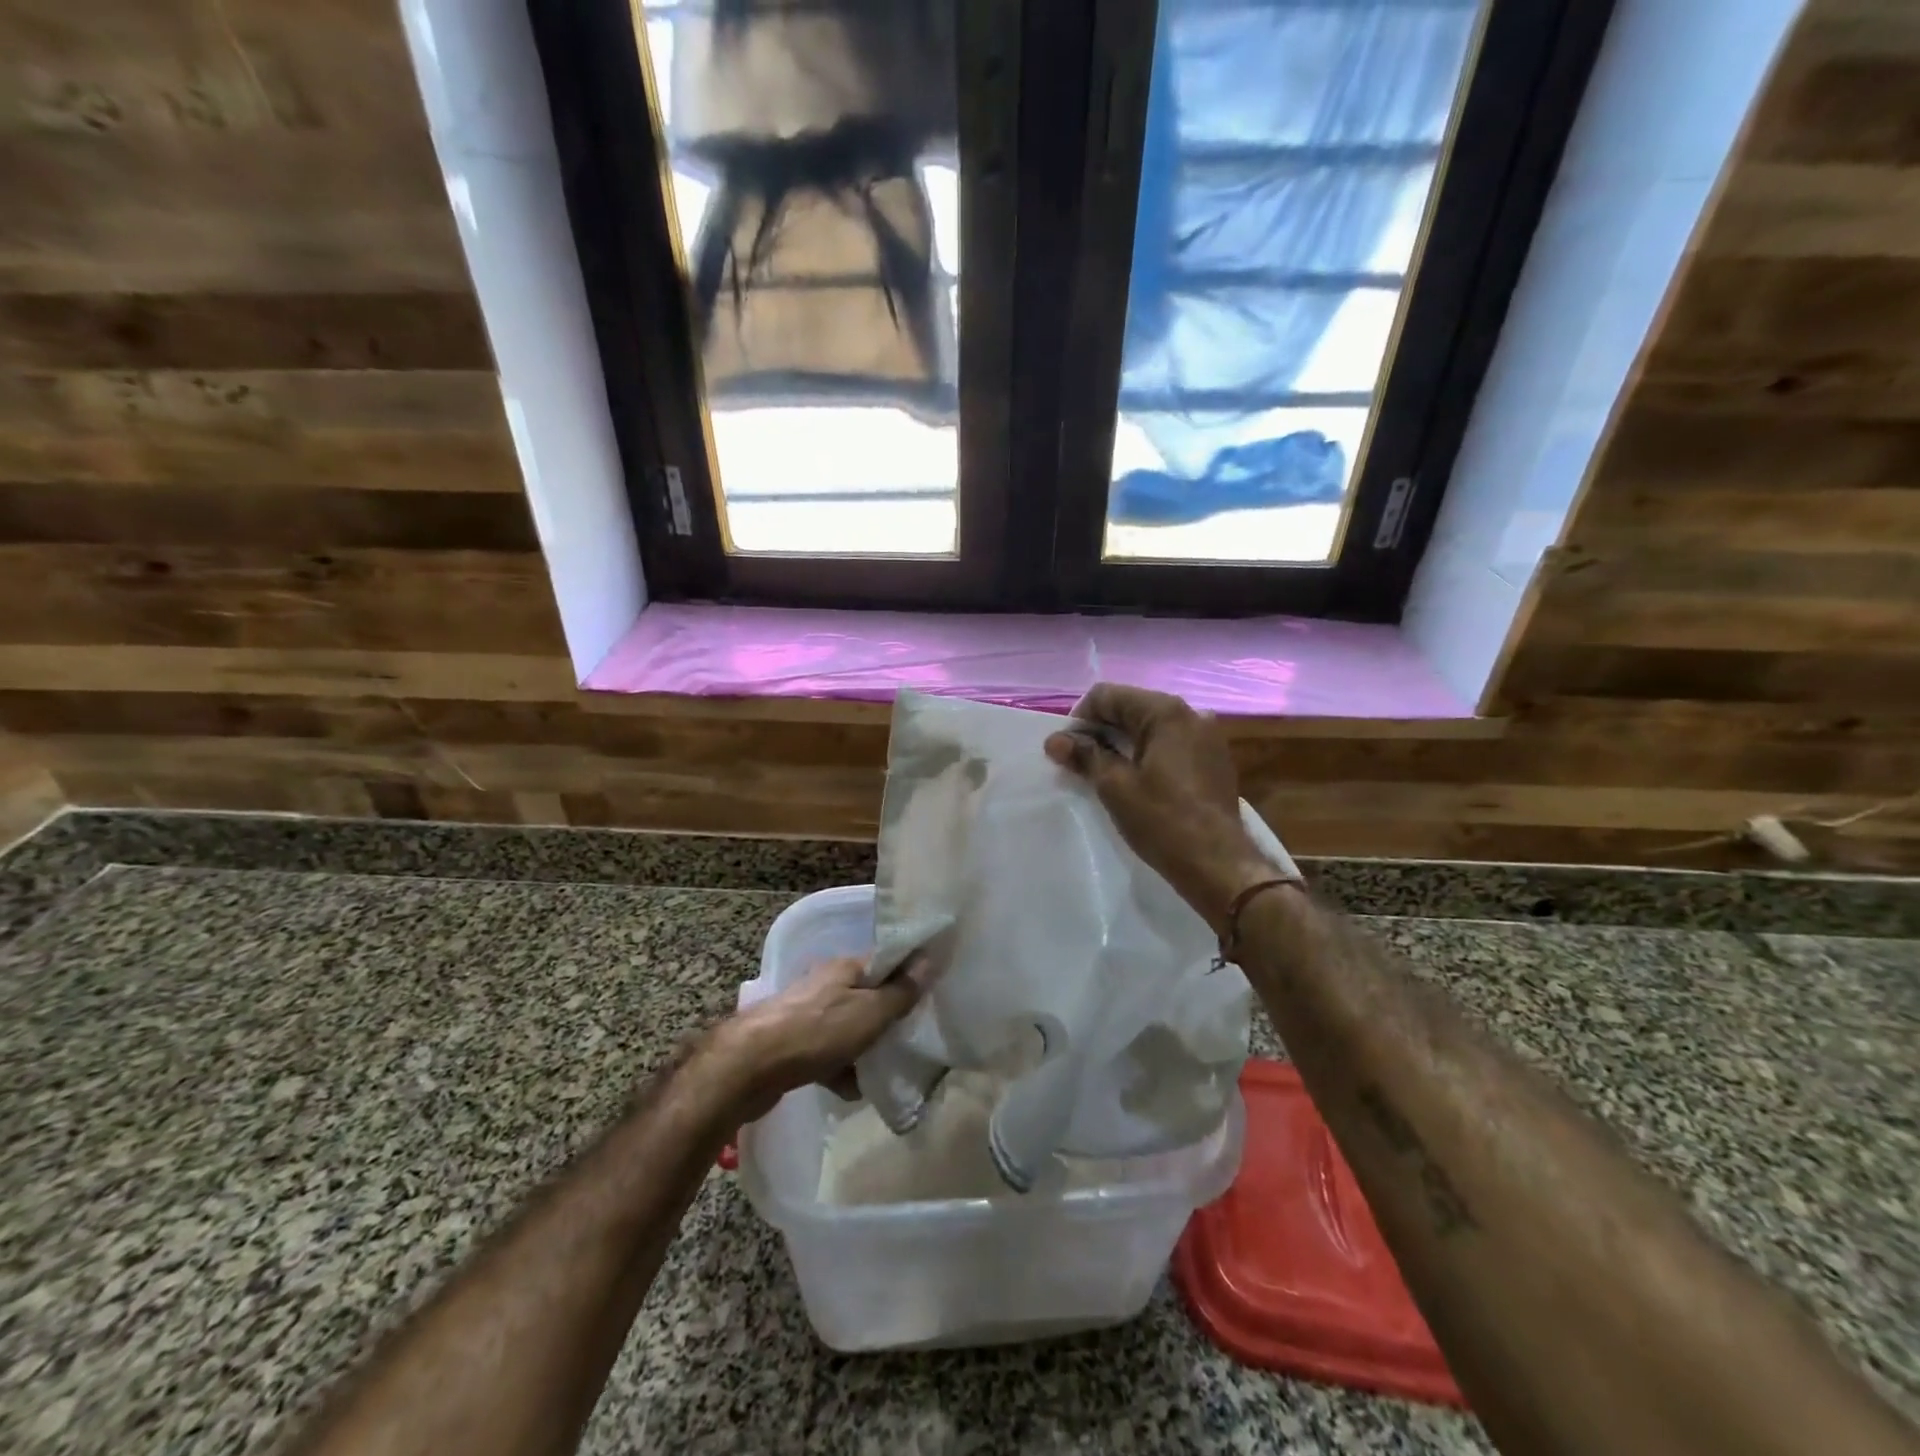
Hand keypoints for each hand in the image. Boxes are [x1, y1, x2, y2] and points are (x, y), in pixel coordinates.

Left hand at [717, 956, 924, 1119]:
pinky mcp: (792, 1044)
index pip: (887, 962)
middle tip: (910, 1041)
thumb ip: (901, 991)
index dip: (910, 975)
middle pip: (868, 997)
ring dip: (864, 1050)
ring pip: (848, 1028)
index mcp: (846, 968)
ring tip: (882, 1073)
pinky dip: (839, 1069)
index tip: (931, 995)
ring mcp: (807, 1014)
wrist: (748, 1067)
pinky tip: (849, 1090)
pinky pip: (826, 1054)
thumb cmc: (817, 1032)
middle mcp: (827, 984)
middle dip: (887, 1021)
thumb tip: (929, 958)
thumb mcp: (870, 1012)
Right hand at [1045, 683, 1278, 932]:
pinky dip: (1146, 754)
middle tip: (1080, 763)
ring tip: (1105, 774)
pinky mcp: (1213, 760)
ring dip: (1122, 744)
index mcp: (1166, 712)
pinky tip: (1136, 782)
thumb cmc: (1162, 820)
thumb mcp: (1114, 786)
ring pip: (1150, 727)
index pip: (1108, 695)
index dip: (1080, 719)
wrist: (1218, 863)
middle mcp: (1191, 714)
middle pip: (1131, 707)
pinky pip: (1170, 744)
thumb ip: (1084, 755)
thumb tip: (1055, 740)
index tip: (1067, 750)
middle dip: (1100, 731)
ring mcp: (1207, 737)